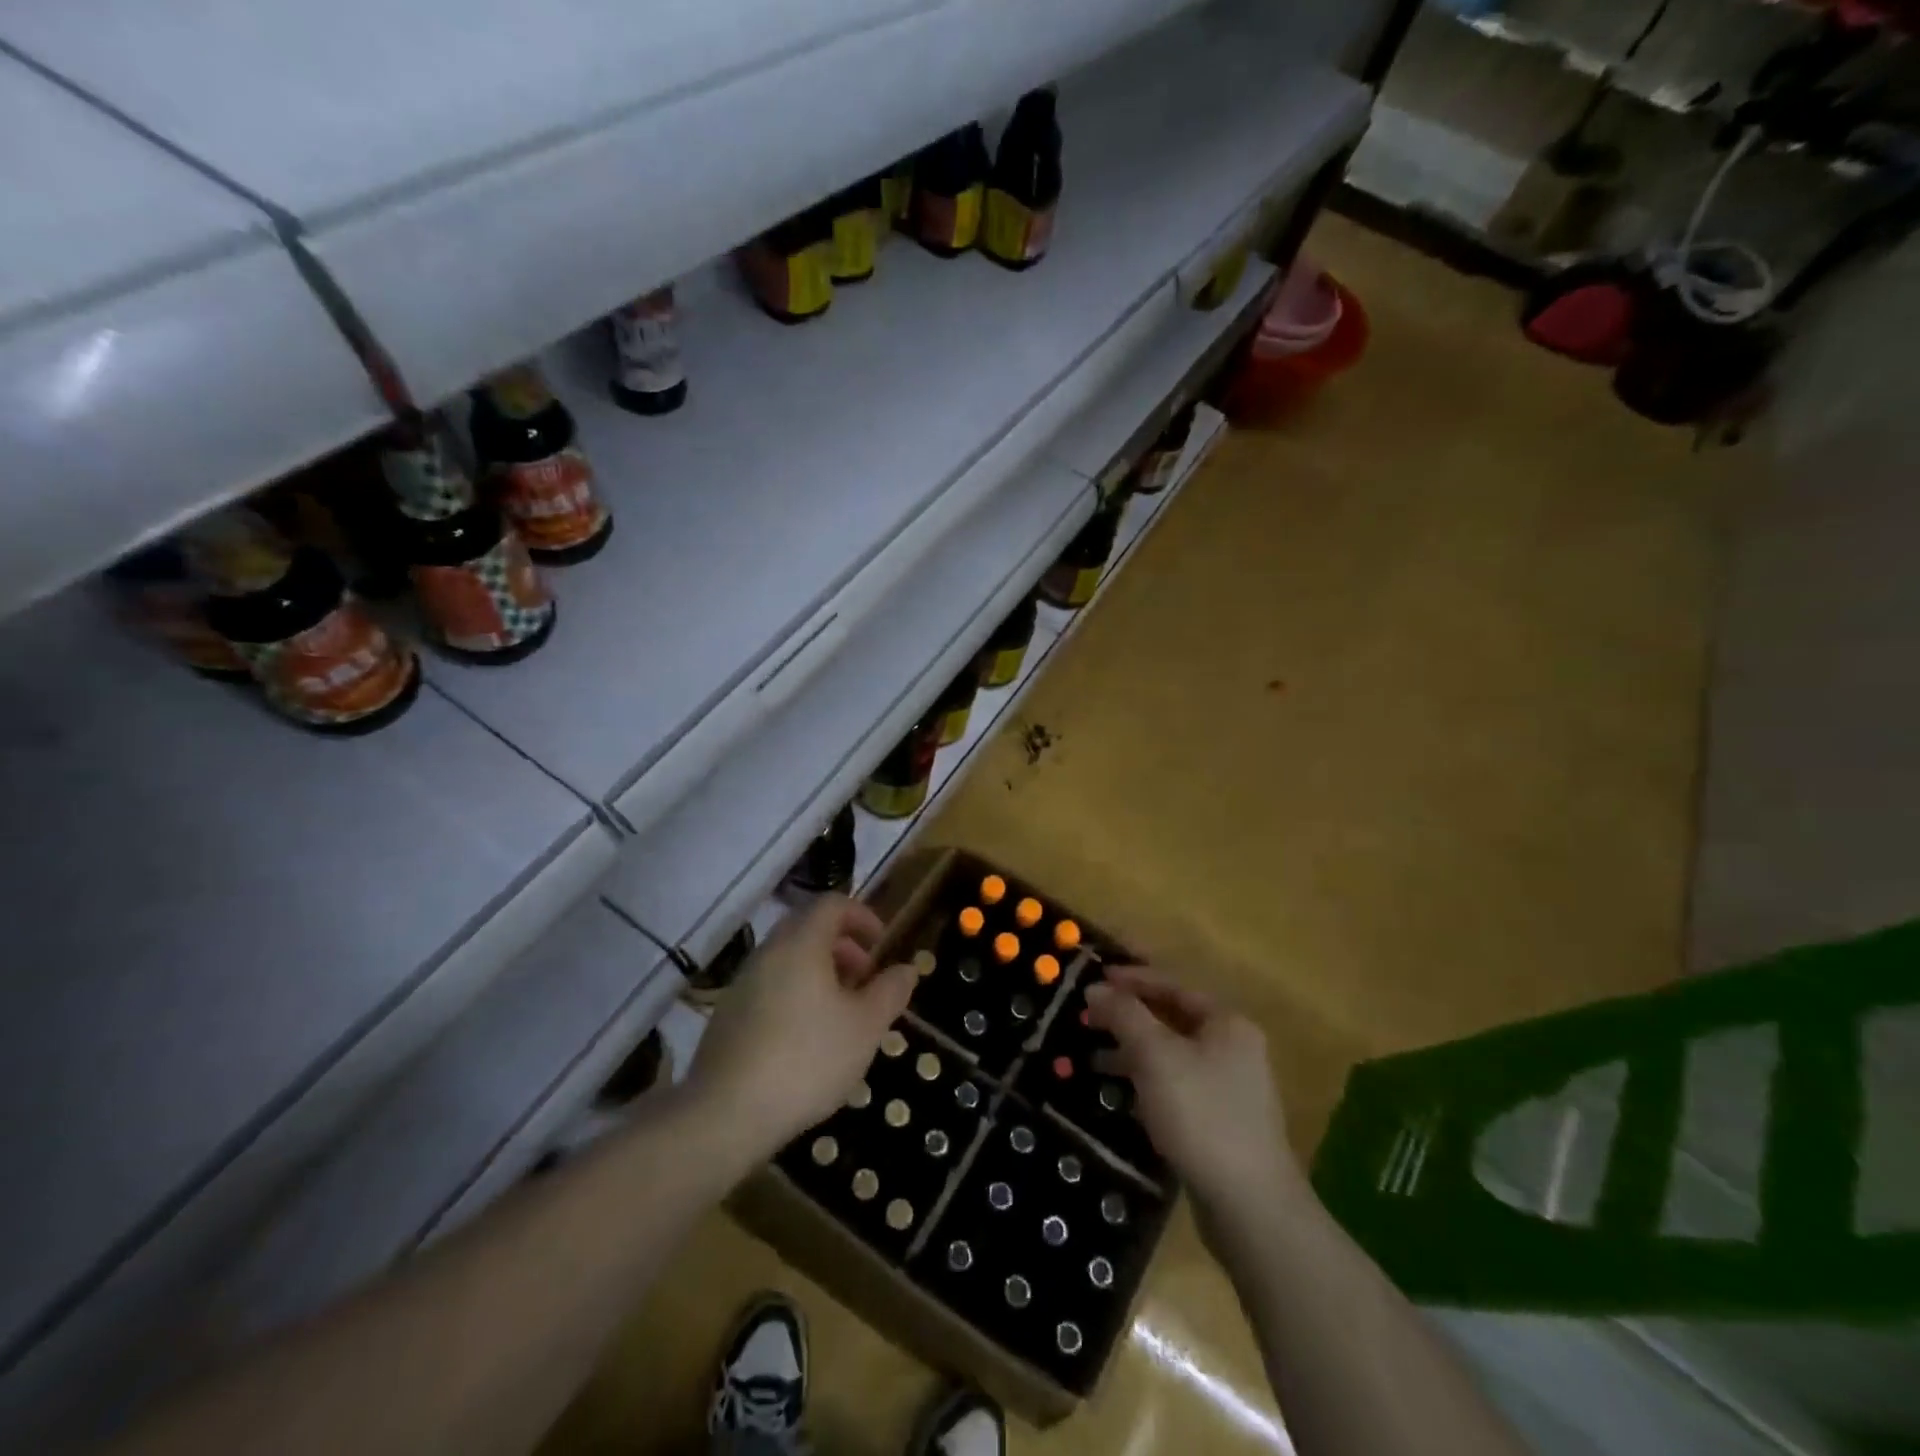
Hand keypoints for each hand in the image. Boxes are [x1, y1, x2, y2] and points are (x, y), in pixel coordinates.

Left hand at [690, 895, 917, 1155]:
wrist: (725, 1115)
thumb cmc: (807, 1060)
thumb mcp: (865, 1027)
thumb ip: (890, 991)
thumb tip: (906, 968)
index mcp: (801, 944)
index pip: (832, 904)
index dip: (862, 916)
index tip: (881, 945)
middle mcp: (768, 952)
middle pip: (808, 928)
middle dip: (843, 946)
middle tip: (865, 979)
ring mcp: (742, 983)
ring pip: (787, 959)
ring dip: (819, 971)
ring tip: (841, 1013)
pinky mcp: (727, 1015)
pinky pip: (769, 986)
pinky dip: (795, 993)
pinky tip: (807, 1038)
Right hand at [1083, 965, 1306, 1234]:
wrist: (1250, 1206)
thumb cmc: (1201, 1114)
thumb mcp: (1155, 1056)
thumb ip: (1124, 1015)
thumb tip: (1096, 987)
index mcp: (1226, 1023)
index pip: (1172, 985)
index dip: (1131, 978)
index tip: (1093, 977)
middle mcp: (1232, 1048)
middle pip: (1171, 1019)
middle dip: (1128, 1017)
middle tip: (1087, 1017)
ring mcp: (1228, 1088)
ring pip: (1171, 1056)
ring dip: (1131, 1052)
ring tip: (1091, 1057)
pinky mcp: (1218, 1123)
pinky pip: (1175, 1087)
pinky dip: (1146, 1083)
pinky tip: (1119, 1095)